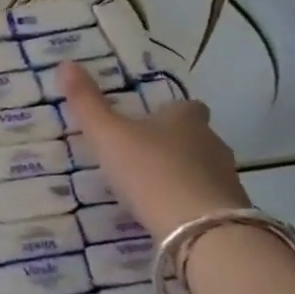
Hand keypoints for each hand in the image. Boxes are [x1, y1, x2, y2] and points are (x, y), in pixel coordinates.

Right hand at [58, 62, 248, 237]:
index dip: (170, 113)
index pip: (186, 107)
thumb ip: (87, 103)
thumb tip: (66, 64)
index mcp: (185, 119)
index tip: (150, 122)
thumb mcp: (108, 135)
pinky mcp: (229, 212)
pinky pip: (208, 201)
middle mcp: (212, 142)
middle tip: (144, 157)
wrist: (199, 229)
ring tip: (153, 190)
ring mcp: (226, 178)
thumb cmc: (150, 170)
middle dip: (176, 145)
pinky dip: (191, 204)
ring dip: (184, 176)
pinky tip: (169, 217)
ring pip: (204, 169)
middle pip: (197, 137)